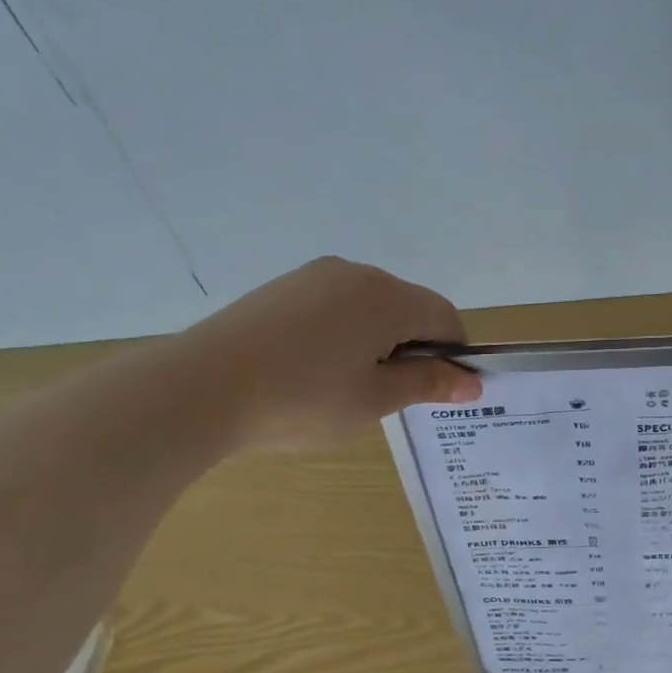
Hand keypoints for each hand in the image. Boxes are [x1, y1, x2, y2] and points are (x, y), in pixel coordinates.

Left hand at [178, 257, 482, 450]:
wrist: (199, 389)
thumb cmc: (303, 398)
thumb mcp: (375, 399)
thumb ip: (428, 384)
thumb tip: (471, 383)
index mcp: (386, 296)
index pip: (444, 316)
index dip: (454, 354)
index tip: (442, 391)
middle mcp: (354, 273)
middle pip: (407, 307)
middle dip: (414, 347)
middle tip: (392, 395)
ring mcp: (313, 276)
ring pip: (369, 306)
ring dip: (378, 340)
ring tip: (348, 386)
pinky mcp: (281, 288)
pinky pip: (333, 306)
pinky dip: (343, 333)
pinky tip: (314, 369)